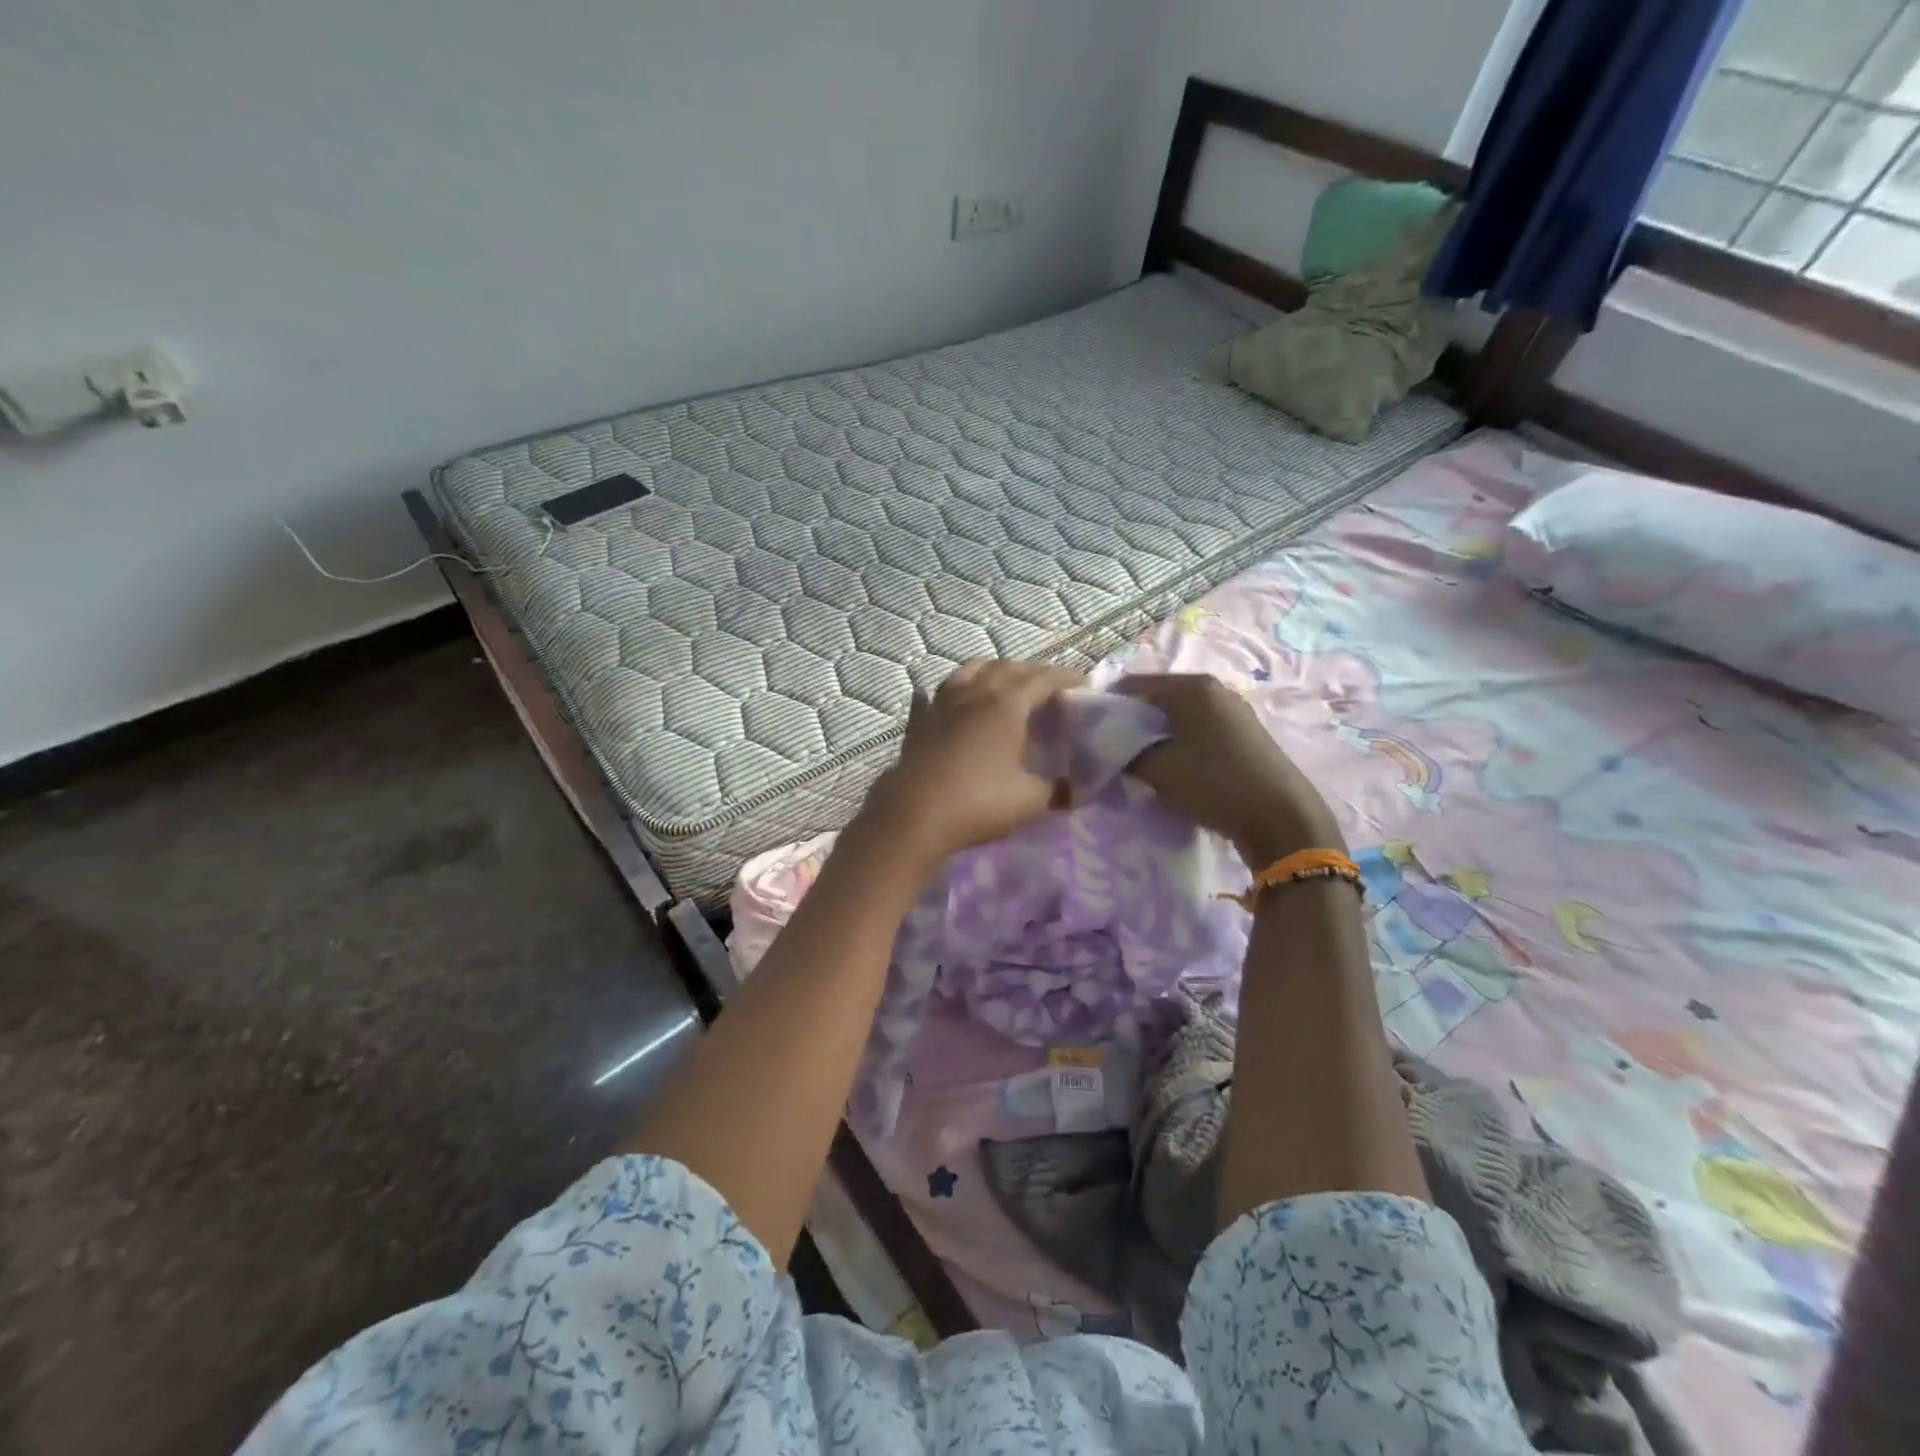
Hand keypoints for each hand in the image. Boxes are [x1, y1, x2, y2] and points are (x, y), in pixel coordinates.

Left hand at [859, 660, 1085, 870]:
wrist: (913, 815)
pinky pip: (931, 697)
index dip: (1065, 678)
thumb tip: (1075, 791)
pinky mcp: (918, 723)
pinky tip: (941, 697)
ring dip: (991, 670)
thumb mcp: (1029, 800)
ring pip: (968, 671)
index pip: (1042, 680)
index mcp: (1006, 705)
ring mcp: (941, 705)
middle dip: (1031, 671)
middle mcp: (974, 694)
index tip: (1082, 683)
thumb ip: (1056, 791)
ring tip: (1002, 680)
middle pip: (1006, 668)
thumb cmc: (978, 802)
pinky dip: (945, 693)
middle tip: (1047, 683)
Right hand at [1115, 673, 1342, 865]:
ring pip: (1177, 714)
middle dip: (1132, 721)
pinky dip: (1179, 740)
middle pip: (1156, 697)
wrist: (1281, 817)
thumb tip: (1106, 745)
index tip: (1091, 734)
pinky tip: (1174, 765)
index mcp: (1191, 686)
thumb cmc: (1215, 784)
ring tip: (1141, 761)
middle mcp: (1213, 688)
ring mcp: (1232, 708)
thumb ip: (1124, 753)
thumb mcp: (1158, 771)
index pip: (1132, 685)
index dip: (1108, 707)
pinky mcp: (1243, 731)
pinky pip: (1197, 726)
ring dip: (1155, 733)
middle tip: (1113, 750)